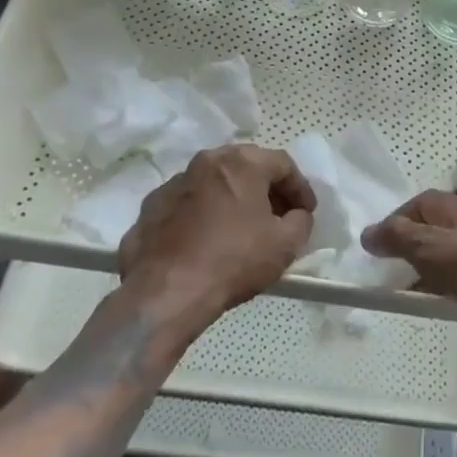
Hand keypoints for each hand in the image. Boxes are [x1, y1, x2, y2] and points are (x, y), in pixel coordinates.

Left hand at [118, 145, 315, 334]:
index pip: (282, 164)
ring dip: (231, 199)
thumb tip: (296, 215)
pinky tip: (206, 241)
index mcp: (240, 163)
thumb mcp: (285, 245)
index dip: (300, 187)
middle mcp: (206, 162)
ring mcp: (173, 184)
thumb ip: (301, 221)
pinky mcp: (150, 208)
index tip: (307, 212)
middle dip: (266, 189)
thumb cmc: (234, 260)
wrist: (166, 293)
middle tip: (278, 215)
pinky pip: (186, 205)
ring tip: (241, 228)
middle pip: (245, 166)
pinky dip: (201, 215)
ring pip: (213, 183)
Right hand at [362, 192, 456, 350]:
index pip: (418, 203)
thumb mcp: (432, 250)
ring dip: (438, 265)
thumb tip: (367, 232)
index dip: (396, 221)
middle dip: (416, 245)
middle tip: (396, 273)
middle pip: (439, 225)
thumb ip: (399, 239)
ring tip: (422, 291)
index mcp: (456, 205)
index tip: (379, 248)